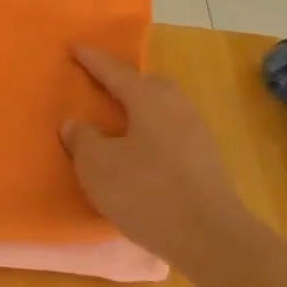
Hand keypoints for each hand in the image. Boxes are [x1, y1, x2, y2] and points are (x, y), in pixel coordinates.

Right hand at [59, 46, 251, 261]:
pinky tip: (140, 153)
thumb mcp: (97, 166)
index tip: (75, 47)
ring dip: (140, 110)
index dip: (92, 60)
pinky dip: (152, 133)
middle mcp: (176, 107)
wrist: (211, 238)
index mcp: (148, 99)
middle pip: (148, 84)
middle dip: (124, 82)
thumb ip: (82, 139)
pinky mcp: (206, 161)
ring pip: (163, 108)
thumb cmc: (147, 192)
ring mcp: (197, 134)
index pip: (114, 71)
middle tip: (101, 86)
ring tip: (118, 122)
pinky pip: (171, 132)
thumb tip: (76, 123)